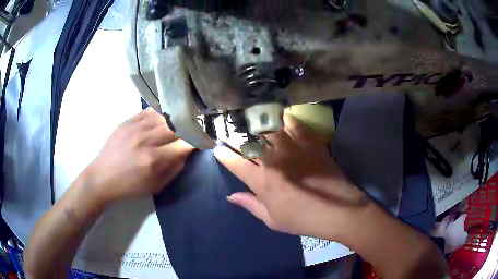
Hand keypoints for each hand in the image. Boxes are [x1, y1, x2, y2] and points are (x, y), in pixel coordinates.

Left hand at [83, 108, 194, 202]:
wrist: (101, 178)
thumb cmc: (128, 187)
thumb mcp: (154, 187)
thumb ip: (173, 169)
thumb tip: (187, 153)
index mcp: (153, 160)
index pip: (184, 144)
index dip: (197, 142)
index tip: (204, 140)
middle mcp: (146, 140)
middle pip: (176, 126)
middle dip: (188, 128)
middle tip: (194, 129)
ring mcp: (135, 128)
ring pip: (164, 116)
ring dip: (175, 119)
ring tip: (180, 121)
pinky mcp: (126, 122)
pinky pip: (148, 111)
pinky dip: (159, 113)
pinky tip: (163, 117)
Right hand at [214, 114, 370, 239]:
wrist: (337, 211)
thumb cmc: (302, 219)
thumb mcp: (272, 219)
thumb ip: (250, 204)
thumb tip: (230, 196)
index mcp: (262, 181)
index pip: (236, 163)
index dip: (224, 155)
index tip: (218, 149)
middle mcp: (273, 160)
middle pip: (249, 142)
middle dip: (235, 135)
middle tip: (229, 131)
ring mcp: (293, 149)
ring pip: (269, 128)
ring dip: (256, 123)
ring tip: (250, 119)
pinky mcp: (310, 143)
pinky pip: (295, 124)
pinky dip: (286, 118)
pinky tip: (280, 116)